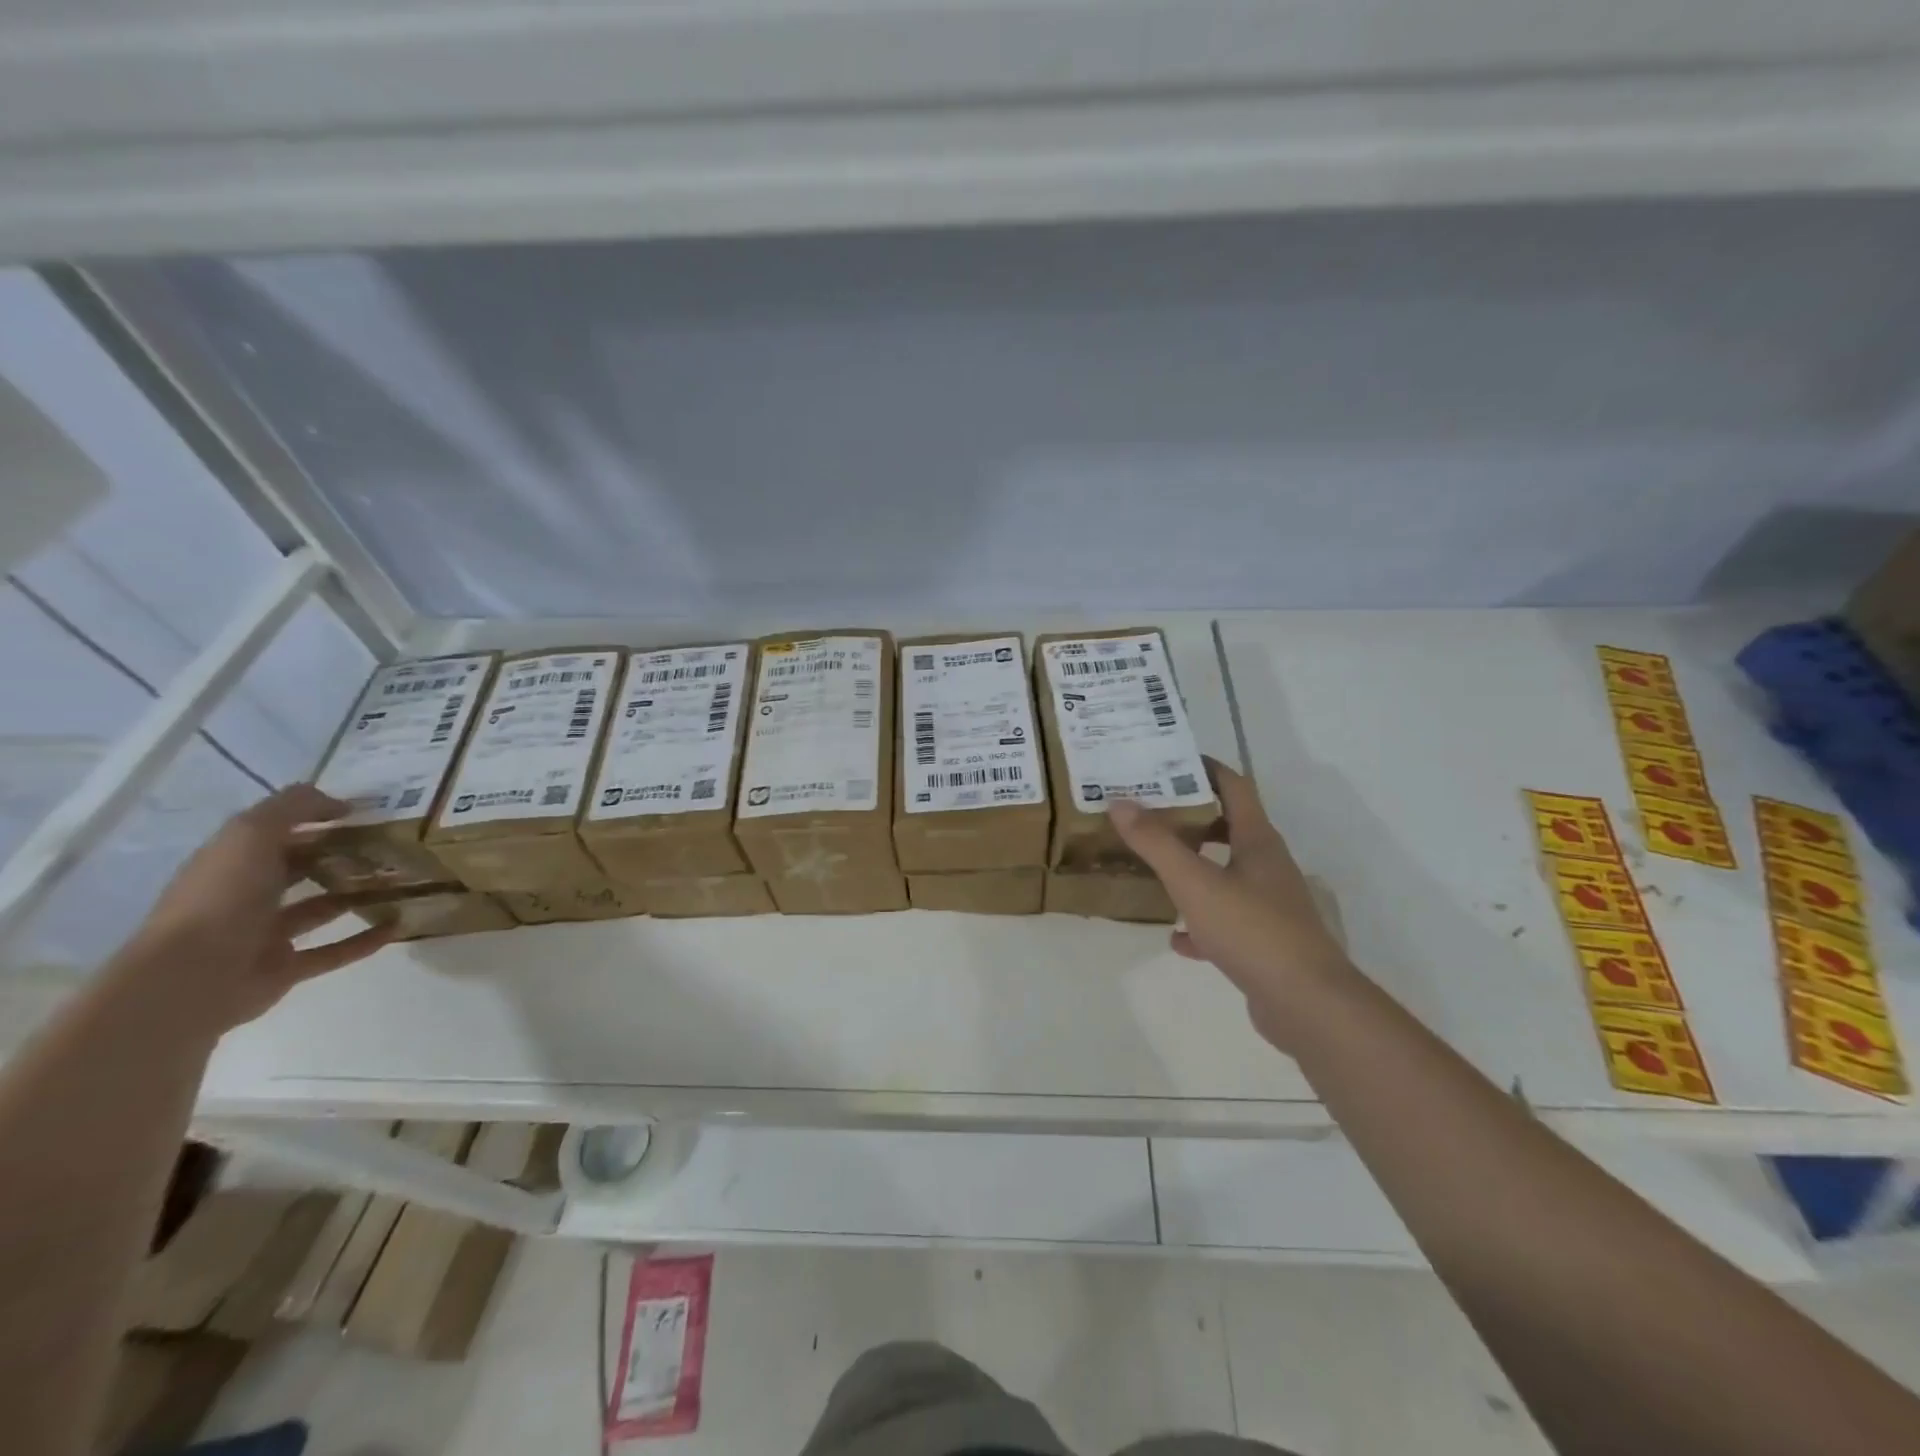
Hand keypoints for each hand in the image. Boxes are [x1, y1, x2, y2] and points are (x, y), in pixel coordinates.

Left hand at [116, 785, 393, 1038]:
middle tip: (393, 847)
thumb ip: (294, 808)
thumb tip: (341, 803)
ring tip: (402, 883)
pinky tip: (398, 925)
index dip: (319, 819)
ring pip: (320, 909)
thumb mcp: (251, 834)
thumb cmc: (221, 897)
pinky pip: (333, 951)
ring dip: (357, 896)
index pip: (279, 833)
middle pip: (301, 869)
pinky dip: (364, 940)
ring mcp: (265, 935)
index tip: (368, 814)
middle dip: (343, 857)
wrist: (189, 979)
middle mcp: (247, 895)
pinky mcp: (285, 968)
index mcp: (233, 862)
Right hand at [1109, 759, 1350, 1048]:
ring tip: (1155, 866)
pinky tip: (1176, 938)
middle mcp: (1267, 865)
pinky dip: (1200, 923)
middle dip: (1190, 818)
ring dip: (1194, 867)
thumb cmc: (1251, 929)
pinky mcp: (1265, 942)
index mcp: (1256, 840)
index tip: (1168, 761)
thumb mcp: (1194, 882)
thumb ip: (1156, 843)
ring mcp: (1269, 905)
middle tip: (1148, 813)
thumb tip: (1120, 803)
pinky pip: (1225, 922)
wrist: (1307, 1004)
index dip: (1204, 768)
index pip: (1233, 786)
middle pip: (1227, 828)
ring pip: (1226, 874)